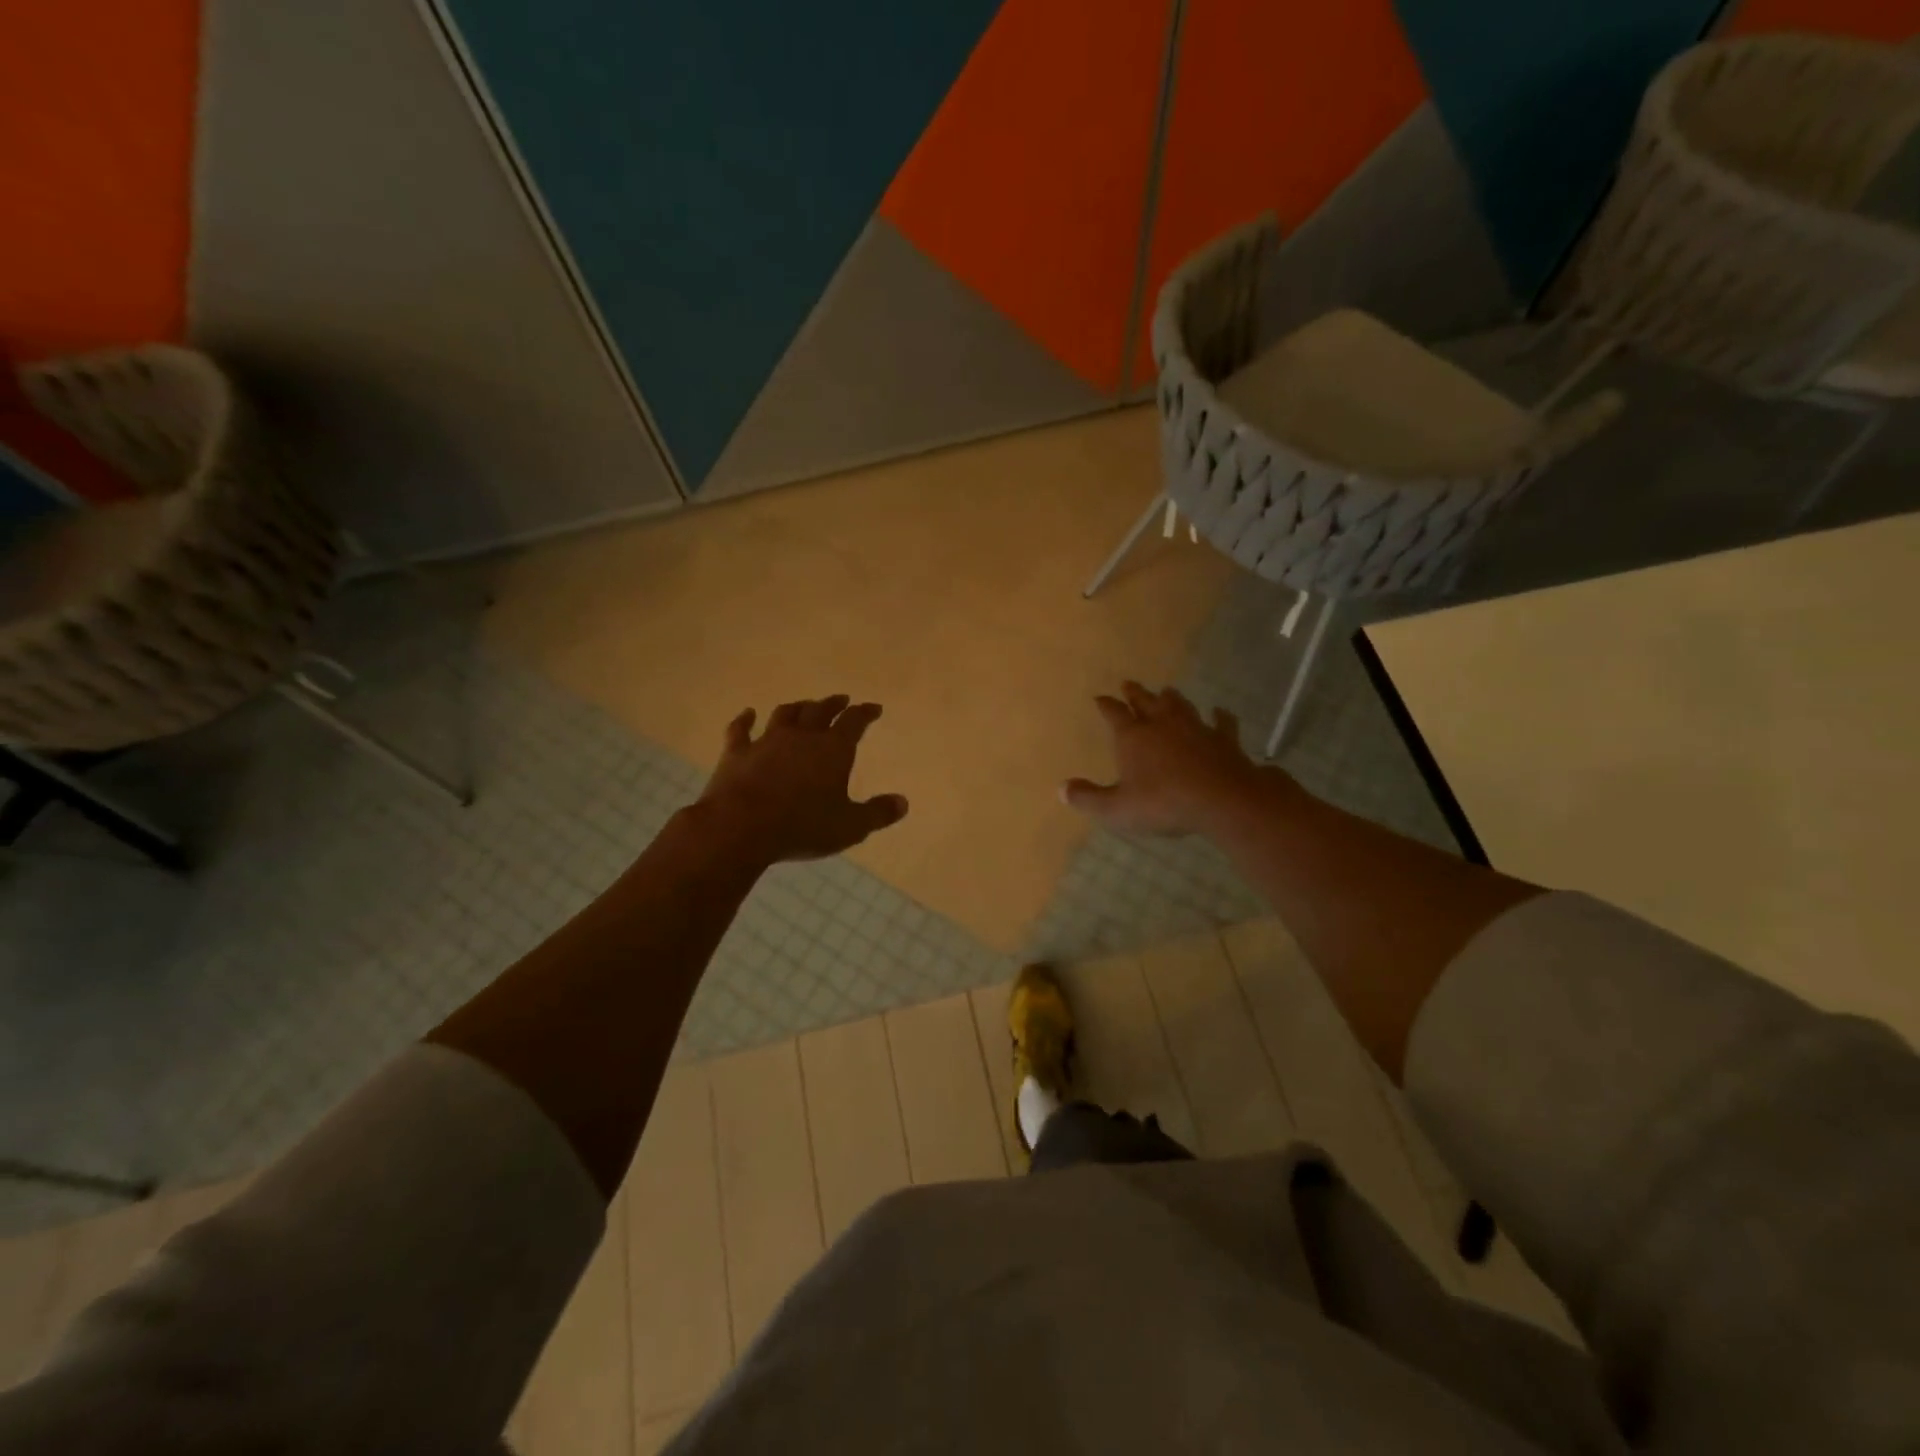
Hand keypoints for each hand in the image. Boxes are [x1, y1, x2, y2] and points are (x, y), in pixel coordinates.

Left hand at [696, 696, 907, 865]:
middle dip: (833, 704)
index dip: (865, 713)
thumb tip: (903, 802)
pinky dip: (745, 720)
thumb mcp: (850, 827)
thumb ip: (877, 813)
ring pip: (785, 715)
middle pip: (819, 711)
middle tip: (842, 700)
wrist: (741, 826)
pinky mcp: (736, 754)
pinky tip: (747, 714)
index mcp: (833, 749)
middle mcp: (801, 737)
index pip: (854, 722)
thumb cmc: (803, 826)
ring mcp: (766, 742)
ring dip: (797, 708)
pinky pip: (740, 730)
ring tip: (804, 705)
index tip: (874, 708)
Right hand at [1062, 681, 1273, 837]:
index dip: (1106, 705)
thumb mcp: (1117, 808)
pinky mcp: (1223, 739)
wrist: (1221, 799)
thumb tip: (1061, 789)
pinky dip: (1220, 717)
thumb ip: (1088, 798)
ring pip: (1180, 706)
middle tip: (1129, 684)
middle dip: (1135, 693)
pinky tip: (1220, 712)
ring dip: (1172, 698)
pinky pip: (1222, 723)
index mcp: (1133, 737)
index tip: (1100, 698)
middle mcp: (1162, 724)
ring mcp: (1195, 728)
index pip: (1114, 714)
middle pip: (1146, 702)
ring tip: (1167, 691)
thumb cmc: (1163, 803)